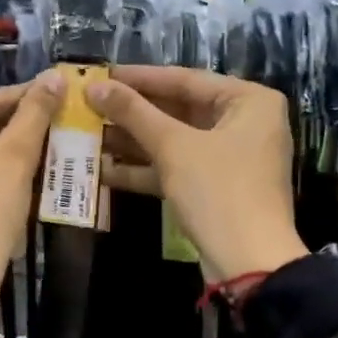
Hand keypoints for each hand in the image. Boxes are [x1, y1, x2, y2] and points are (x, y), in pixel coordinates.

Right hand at [85, 66, 306, 282]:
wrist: (249, 263)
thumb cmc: (218, 191)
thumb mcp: (174, 147)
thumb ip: (134, 113)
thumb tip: (94, 87)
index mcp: (249, 101)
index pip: (185, 79)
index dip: (139, 78)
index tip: (100, 75)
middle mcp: (245, 123)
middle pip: (179, 110)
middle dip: (133, 113)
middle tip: (89, 105)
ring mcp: (231, 158)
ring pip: (175, 141)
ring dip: (133, 141)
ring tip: (88, 134)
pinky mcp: (216, 188)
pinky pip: (178, 168)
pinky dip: (146, 169)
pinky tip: (105, 169)